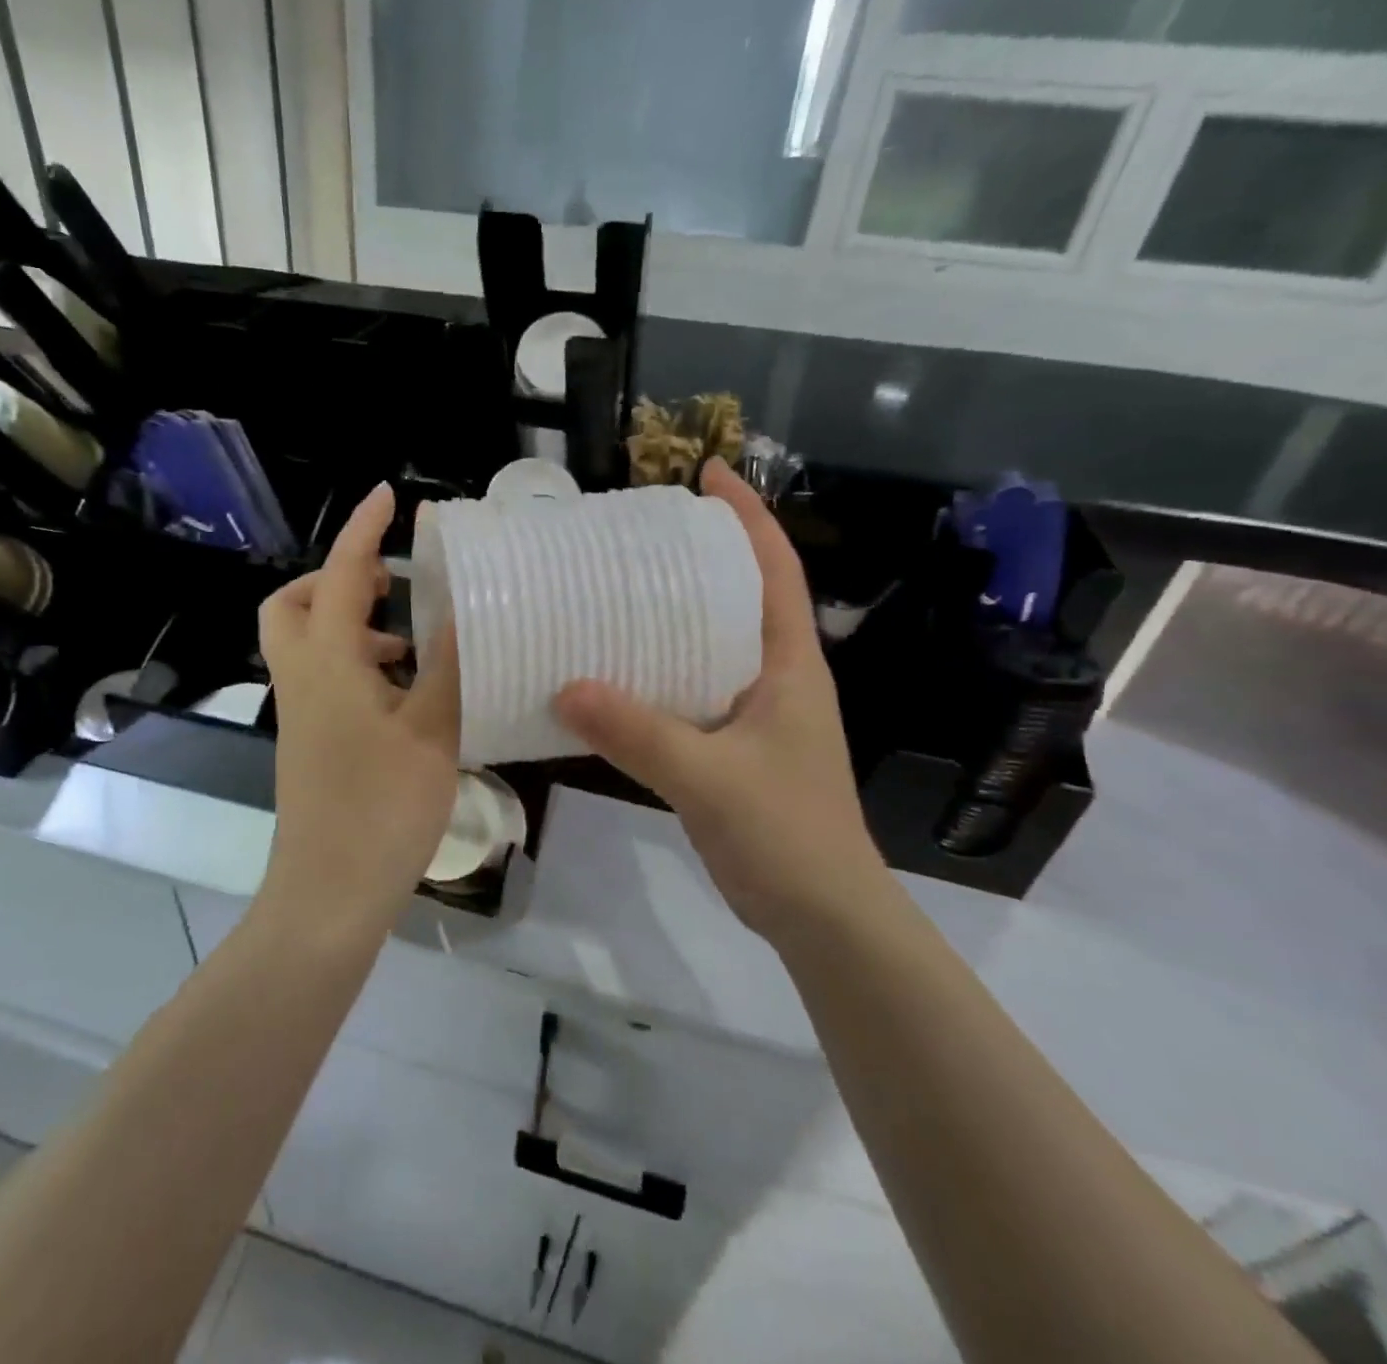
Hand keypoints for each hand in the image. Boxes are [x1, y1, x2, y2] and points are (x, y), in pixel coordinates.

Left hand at [258, 483, 459, 932]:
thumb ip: (447, 667)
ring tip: (407, 638)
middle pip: (294, 604)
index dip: (364, 531)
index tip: (390, 496)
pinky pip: (322, 676)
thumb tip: (461, 612)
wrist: (329, 893)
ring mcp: (301, 712)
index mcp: (327, 663)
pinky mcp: (309, 740)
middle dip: (336, 578)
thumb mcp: (431, 732)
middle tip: (389, 584)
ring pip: (307, 642)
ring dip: (349, 622)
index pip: (340, 576)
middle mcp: (302, 678)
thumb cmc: (382, 809)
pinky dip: (354, 661)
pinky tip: (402, 690)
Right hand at [554, 460, 883, 936]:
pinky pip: (692, 690)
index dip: (747, 515)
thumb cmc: (785, 835)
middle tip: (638, 534)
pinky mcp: (734, 747)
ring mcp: (756, 714)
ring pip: (712, 645)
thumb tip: (564, 687)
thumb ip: (638, 733)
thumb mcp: (709, 778)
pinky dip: (658, 672)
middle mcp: (776, 678)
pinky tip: (615, 675)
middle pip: (740, 597)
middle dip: (700, 556)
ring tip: (617, 591)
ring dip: (674, 615)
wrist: (822, 915)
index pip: (774, 569)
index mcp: (790, 665)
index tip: (708, 472)